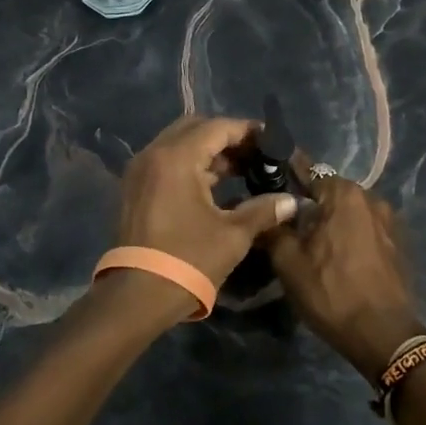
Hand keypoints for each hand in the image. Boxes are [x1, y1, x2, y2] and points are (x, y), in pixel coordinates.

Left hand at [113, 116, 297, 296]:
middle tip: (255, 154)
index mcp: (177, 158)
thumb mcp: (233, 235)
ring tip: (240, 170)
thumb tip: (291, 201)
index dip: (247, 131)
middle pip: (194, 129)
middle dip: (226, 137)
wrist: (137, 296)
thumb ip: (263, 210)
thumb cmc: (188, 260)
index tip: (271, 141)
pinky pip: (166, 162)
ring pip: (178, 144)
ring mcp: (140, 171)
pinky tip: (214, 186)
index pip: (217, 128)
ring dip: (208, 151)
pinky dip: (190, 164)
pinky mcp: (134, 189)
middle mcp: (154, 154)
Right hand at [265, 175, 419, 381]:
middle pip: (330, 192)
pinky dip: (348, 236)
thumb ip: (273, 229)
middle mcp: (371, 198)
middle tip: (285, 225)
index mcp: (344, 194)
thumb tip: (263, 211)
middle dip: (308, 204)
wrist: (383, 335)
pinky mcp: (397, 244)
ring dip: (330, 222)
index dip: (286, 178)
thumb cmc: (331, 292)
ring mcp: (389, 222)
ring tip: (309, 244)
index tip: (268, 187)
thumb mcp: (288, 263)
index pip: (308, 171)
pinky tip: (335, 258)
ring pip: (348, 212)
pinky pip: (364, 230)